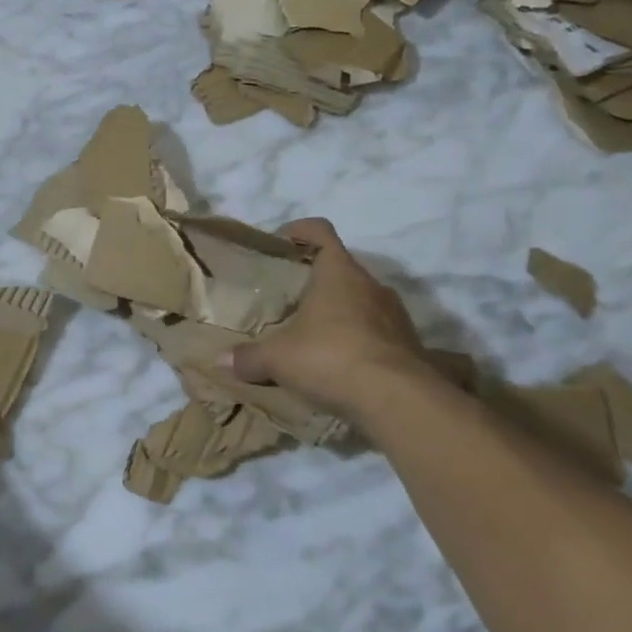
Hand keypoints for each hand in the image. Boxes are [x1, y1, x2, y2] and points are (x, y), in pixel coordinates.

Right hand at [225, 218, 427, 416]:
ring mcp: (394, 314)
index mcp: (338, 273)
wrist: (398, 399)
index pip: (320, 231)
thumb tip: (222, 360)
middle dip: (315, 280)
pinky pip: (377, 332)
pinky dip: (358, 340)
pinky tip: (339, 364)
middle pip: (340, 269)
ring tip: (313, 335)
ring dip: (339, 312)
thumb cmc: (331, 357)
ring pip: (361, 300)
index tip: (280, 243)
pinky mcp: (409, 344)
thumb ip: (249, 357)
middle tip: (288, 299)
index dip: (299, 231)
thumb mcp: (278, 359)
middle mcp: (370, 284)